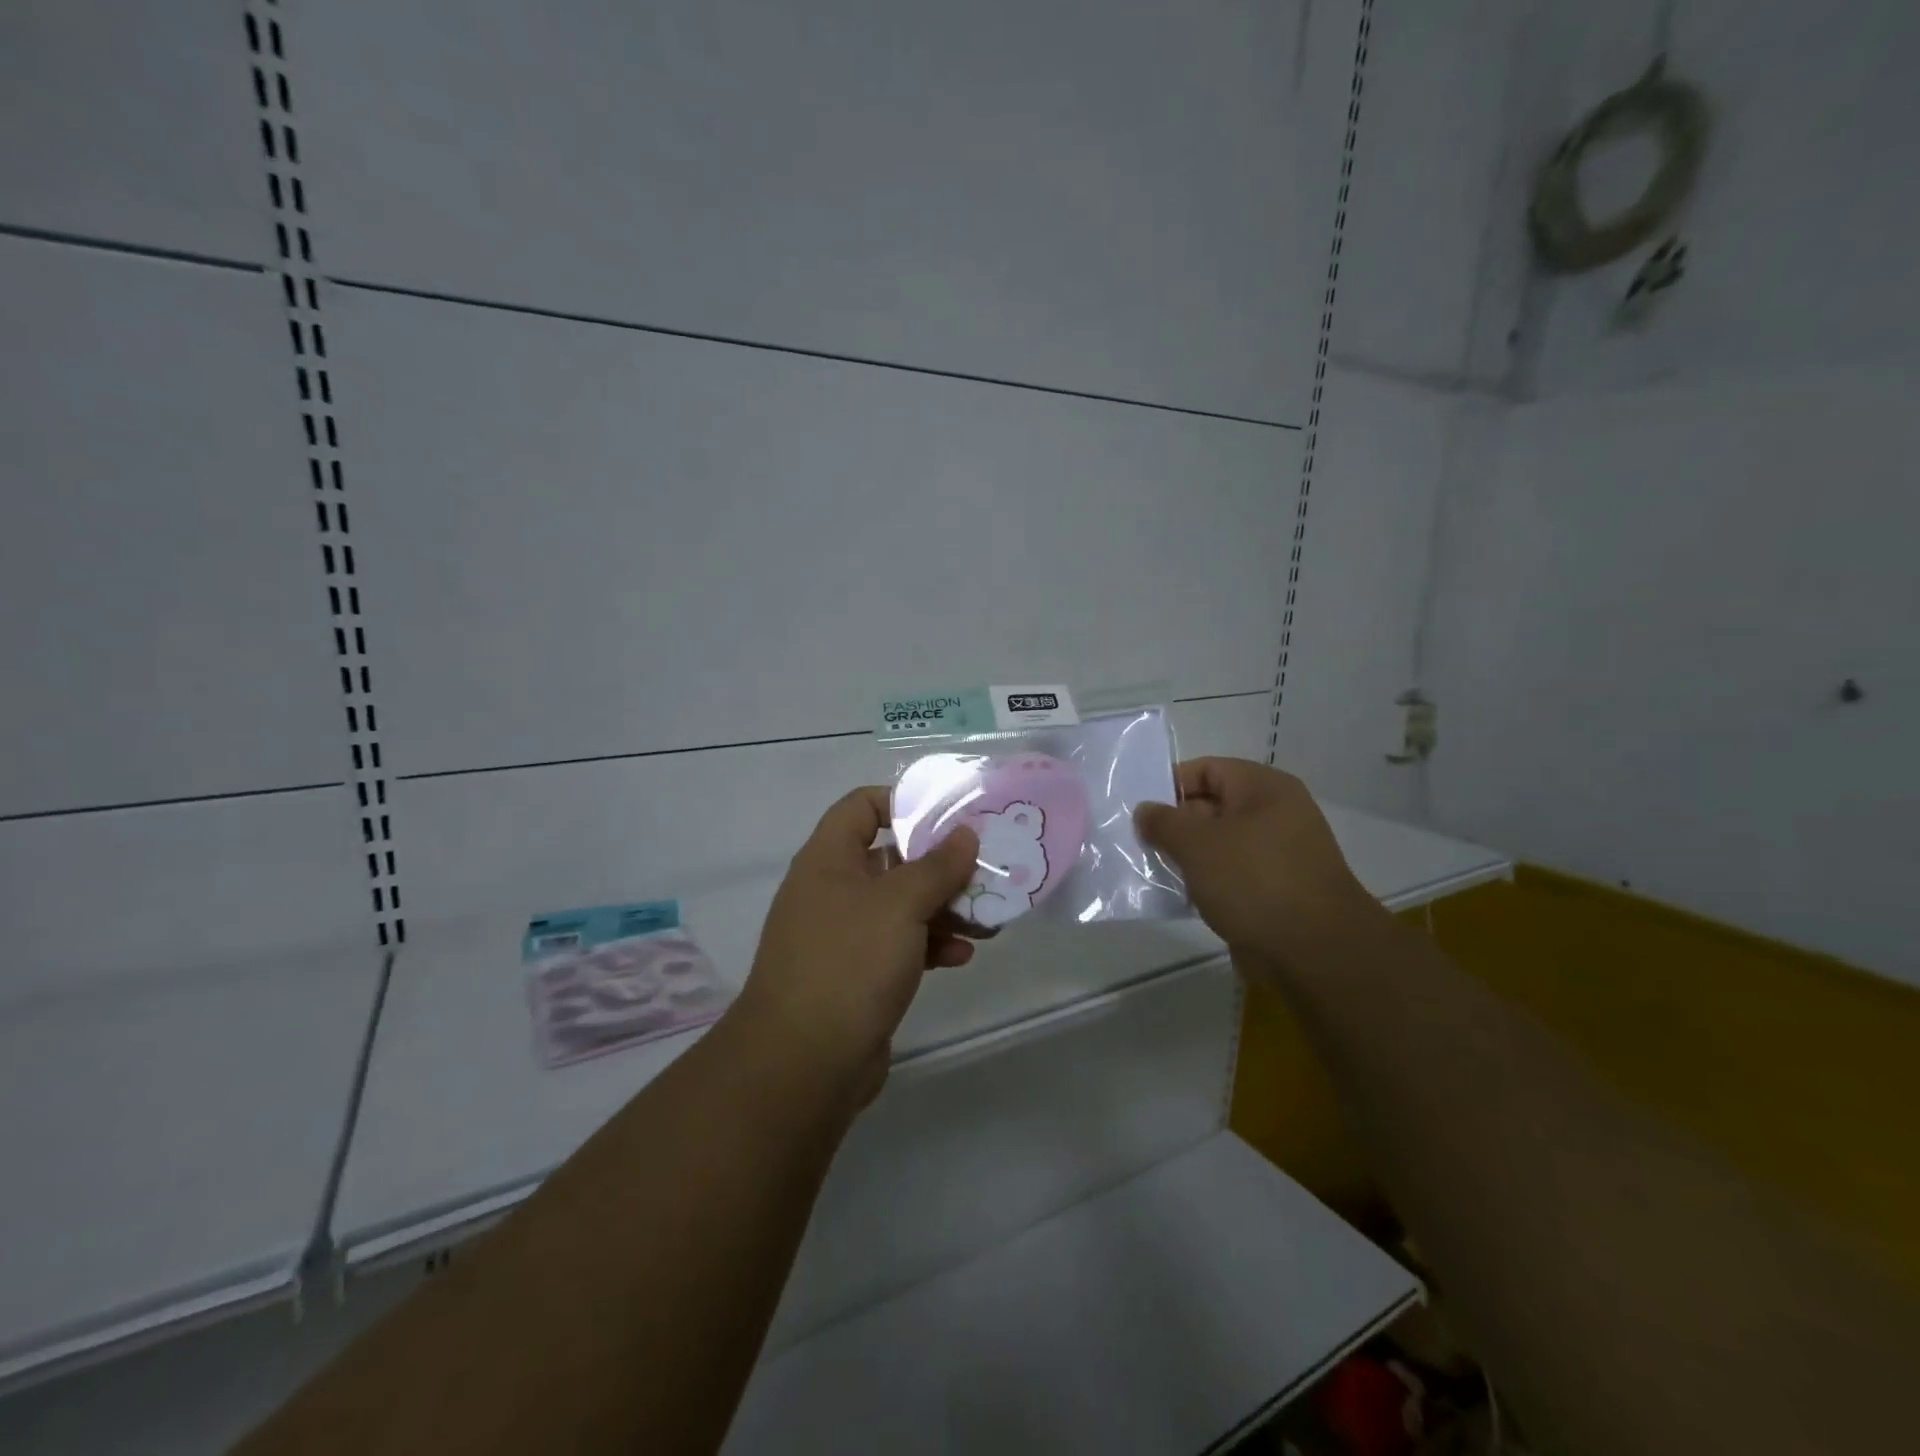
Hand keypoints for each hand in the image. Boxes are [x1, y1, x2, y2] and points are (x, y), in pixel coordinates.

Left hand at [737, 786, 981, 1103]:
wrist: (803, 1062)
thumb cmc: (849, 962)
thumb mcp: (900, 904)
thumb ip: (937, 865)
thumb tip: (965, 834)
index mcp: (829, 859)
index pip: (862, 806)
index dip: (903, 801)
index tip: (950, 815)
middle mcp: (833, 889)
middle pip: (891, 857)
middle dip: (939, 864)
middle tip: (984, 869)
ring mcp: (844, 934)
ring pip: (901, 905)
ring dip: (943, 908)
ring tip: (988, 917)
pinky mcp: (858, 974)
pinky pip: (900, 945)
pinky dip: (931, 944)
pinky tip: (963, 955)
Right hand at [1134, 757, 1380, 977]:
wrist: (1315, 952)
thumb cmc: (1254, 881)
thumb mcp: (1197, 844)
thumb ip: (1164, 822)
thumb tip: (1145, 811)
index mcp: (1264, 789)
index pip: (1208, 769)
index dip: (1171, 783)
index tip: (1139, 808)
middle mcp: (1275, 815)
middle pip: (1212, 806)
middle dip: (1174, 824)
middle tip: (1137, 841)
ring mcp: (1278, 855)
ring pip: (1219, 845)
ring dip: (1187, 856)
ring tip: (1151, 869)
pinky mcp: (1276, 891)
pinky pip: (1231, 875)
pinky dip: (1206, 882)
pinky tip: (1179, 896)